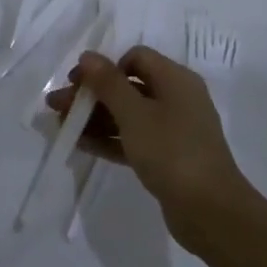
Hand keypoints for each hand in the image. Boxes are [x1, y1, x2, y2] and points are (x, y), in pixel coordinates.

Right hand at [47, 47, 254, 256]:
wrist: (210, 211)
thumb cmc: (172, 151)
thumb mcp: (135, 114)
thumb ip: (108, 83)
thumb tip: (88, 55)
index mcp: (176, 80)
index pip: (136, 58)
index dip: (105, 67)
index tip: (79, 84)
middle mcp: (176, 99)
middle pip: (127, 87)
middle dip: (91, 94)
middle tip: (56, 105)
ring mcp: (173, 130)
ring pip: (127, 115)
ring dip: (94, 118)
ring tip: (60, 126)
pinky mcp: (167, 158)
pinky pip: (132, 139)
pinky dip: (108, 139)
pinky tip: (80, 144)